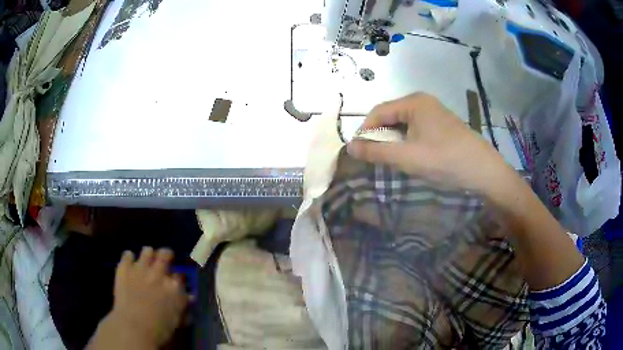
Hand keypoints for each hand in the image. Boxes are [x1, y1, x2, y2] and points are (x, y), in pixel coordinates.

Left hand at [109, 247, 189, 347]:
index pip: (180, 276)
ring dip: (148, 254)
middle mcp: (159, 274)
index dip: (178, 278)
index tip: (176, 282)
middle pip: (165, 255)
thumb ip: (182, 306)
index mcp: (174, 288)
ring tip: (146, 260)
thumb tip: (189, 298)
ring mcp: (140, 268)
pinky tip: (129, 262)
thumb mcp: (176, 320)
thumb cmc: (158, 330)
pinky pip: (127, 255)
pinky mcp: (124, 268)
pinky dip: (129, 257)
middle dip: (166, 255)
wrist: (133, 327)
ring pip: (147, 251)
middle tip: (164, 259)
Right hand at [347, 93, 516, 197]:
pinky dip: (408, 142)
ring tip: (394, 159)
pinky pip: (416, 129)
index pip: (378, 112)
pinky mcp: (442, 124)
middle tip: (378, 158)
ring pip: (404, 124)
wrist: (483, 171)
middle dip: (380, 137)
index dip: (365, 131)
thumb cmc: (444, 160)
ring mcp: (434, 112)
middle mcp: (423, 101)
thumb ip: (376, 152)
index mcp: (413, 102)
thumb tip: (349, 147)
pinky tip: (413, 156)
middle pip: (391, 116)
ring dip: (394, 141)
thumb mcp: (407, 157)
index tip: (360, 152)